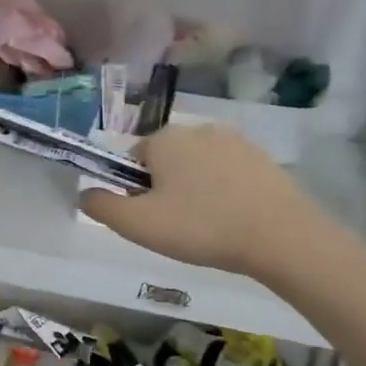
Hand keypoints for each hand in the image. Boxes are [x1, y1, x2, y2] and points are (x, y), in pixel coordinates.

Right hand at [78, 124, 319, 276]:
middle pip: (166, 161)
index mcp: (164, 139)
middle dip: (166, 189)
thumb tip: (84, 193)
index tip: (150, 219)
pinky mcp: (263, 158)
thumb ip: (103, 207)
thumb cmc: (201, 227)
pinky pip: (229, 174)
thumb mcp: (138, 225)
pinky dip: (225, 192)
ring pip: (199, 167)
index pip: (133, 160)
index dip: (135, 191)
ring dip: (196, 190)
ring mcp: (235, 141)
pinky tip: (234, 219)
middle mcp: (198, 129)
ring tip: (208, 227)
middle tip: (177, 227)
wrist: (280, 236)